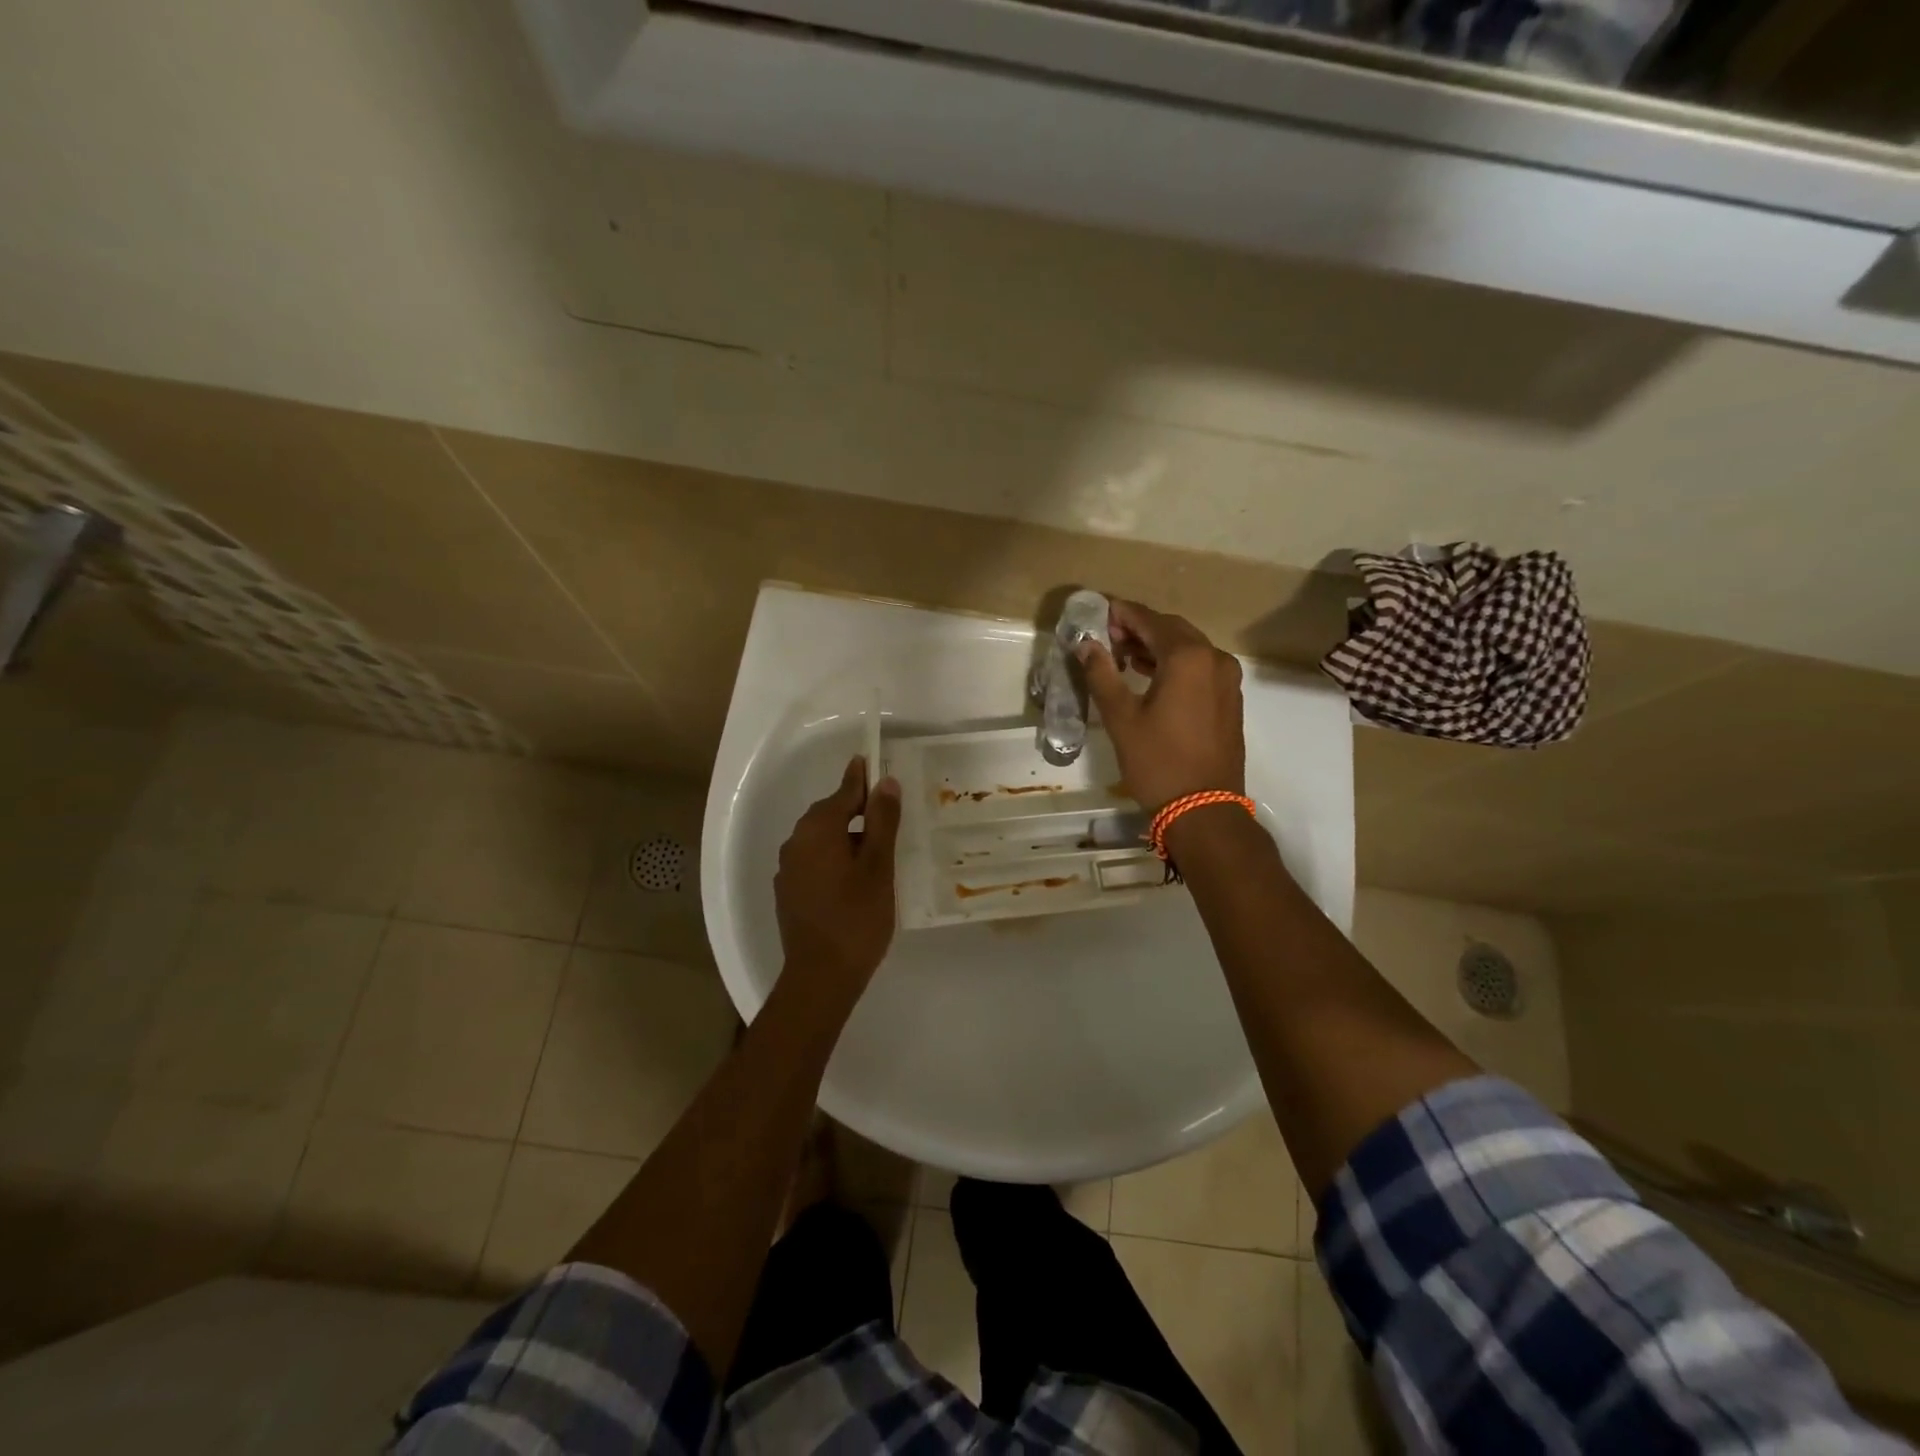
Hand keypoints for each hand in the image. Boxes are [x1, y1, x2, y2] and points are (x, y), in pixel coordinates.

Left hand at [775, 756, 902, 989]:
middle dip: (858, 810)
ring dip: (847, 838)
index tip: (876, 763)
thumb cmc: (856, 918)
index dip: (863, 778)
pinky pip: (814, 861)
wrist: (820, 978)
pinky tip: (855, 880)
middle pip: (831, 813)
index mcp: (817, 829)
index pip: (844, 791)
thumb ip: (881, 821)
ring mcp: (788, 868)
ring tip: (878, 852)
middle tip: (889, 815)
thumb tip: (884, 781)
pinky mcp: (788, 891)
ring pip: (822, 839)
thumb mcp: (878, 866)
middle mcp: (795, 842)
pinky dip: (835, 859)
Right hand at [1077, 599, 1244, 813]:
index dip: (1122, 613)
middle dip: (1140, 628)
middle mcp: (1214, 659)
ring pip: (1189, 648)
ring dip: (1158, 646)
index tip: (1099, 612)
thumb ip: (1103, 674)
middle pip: (1173, 629)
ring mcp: (1227, 680)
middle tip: (1108, 637)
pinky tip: (1152, 677)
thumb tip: (1086, 644)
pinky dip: (1175, 664)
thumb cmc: (1157, 762)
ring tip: (1124, 658)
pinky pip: (1200, 667)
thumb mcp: (1121, 717)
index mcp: (1188, 657)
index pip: (1150, 620)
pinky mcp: (1230, 699)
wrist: (1204, 809)